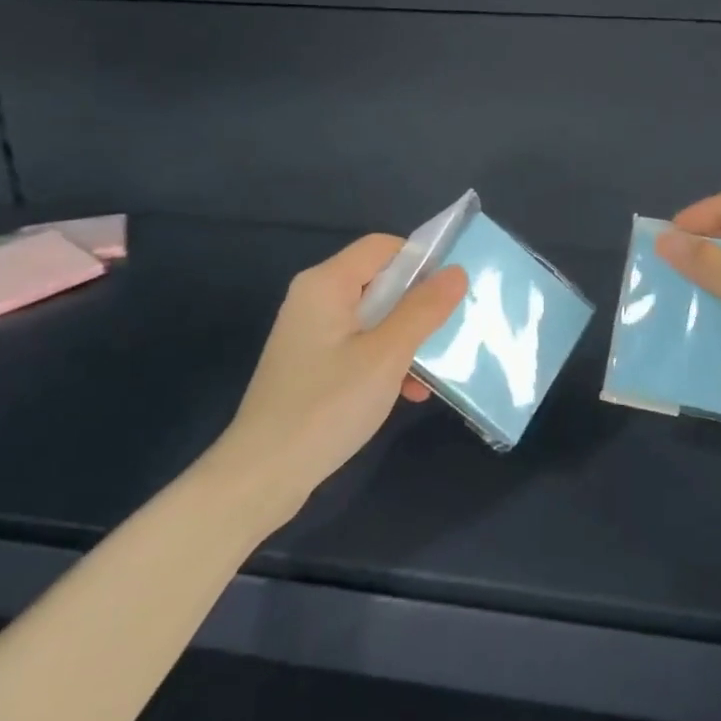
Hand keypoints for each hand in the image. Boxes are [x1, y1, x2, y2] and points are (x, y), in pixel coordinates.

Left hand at [213, 234, 466, 511]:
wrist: (263, 474)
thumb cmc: (328, 406)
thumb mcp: (387, 355)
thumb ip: (423, 309)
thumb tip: (456, 271)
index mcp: (326, 283)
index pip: (383, 246)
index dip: (420, 261)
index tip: (450, 295)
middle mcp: (314, 298)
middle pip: (379, 281)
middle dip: (417, 306)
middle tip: (448, 334)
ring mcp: (311, 333)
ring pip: (373, 318)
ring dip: (406, 340)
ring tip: (431, 373)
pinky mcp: (311, 364)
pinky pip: (358, 345)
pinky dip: (384, 361)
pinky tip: (407, 393)